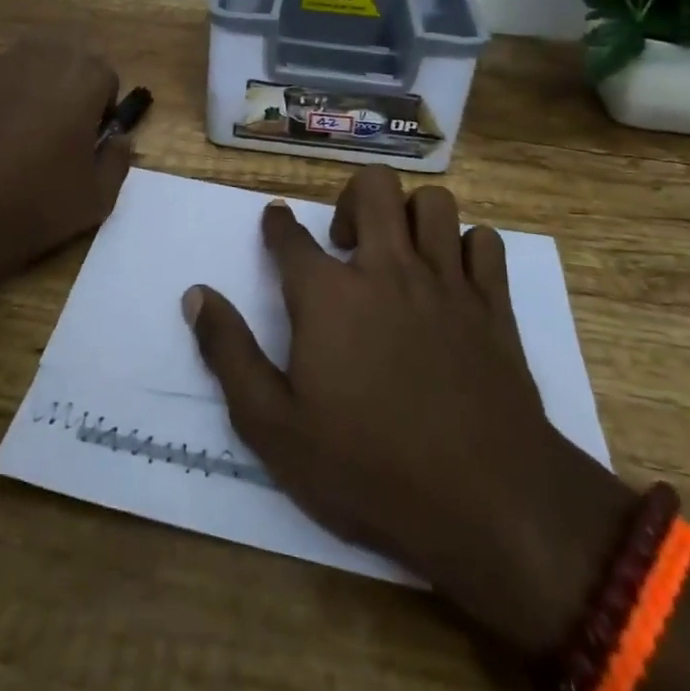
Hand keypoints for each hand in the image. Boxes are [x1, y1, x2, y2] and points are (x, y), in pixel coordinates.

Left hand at [0, 41, 133, 309]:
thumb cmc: (32, 208)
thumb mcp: (97, 199)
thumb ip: (119, 158)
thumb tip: (118, 137)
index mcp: (82, 77)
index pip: (104, 79)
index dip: (98, 111)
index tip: (85, 142)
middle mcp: (38, 54)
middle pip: (63, 62)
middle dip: (63, 91)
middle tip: (50, 136)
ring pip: (20, 67)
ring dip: (24, 90)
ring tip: (8, 137)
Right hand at [183, 166, 629, 656]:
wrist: (486, 501)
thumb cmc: (367, 466)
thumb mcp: (273, 426)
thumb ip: (229, 353)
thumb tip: (196, 295)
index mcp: (328, 295)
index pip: (290, 237)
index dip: (278, 224)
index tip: (276, 219)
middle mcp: (386, 269)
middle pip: (373, 188)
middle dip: (351, 199)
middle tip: (346, 243)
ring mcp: (446, 282)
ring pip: (433, 203)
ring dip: (411, 215)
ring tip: (399, 252)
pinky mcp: (493, 305)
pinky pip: (485, 243)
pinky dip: (467, 248)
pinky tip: (453, 276)